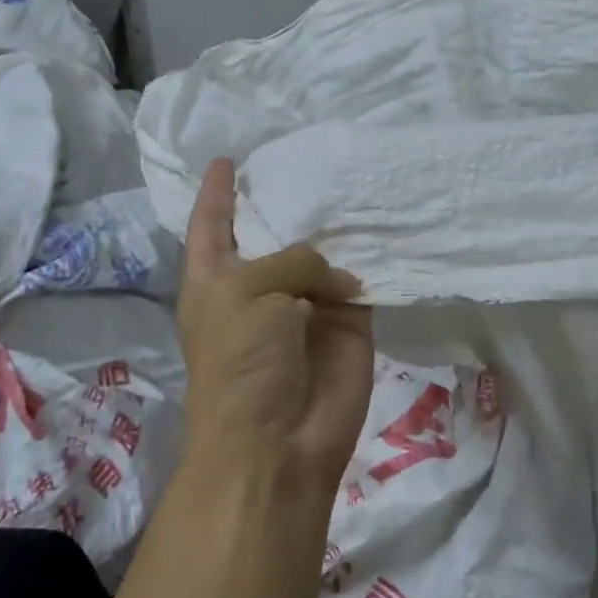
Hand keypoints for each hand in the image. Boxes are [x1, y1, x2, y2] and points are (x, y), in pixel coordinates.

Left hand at [178, 157, 373, 495]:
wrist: (279, 443)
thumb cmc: (242, 363)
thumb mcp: (249, 294)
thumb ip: (295, 261)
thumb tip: (341, 281)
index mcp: (217, 280)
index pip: (212, 225)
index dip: (217, 193)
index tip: (226, 159)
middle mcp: (261, 287)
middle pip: (274, 233)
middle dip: (287, 200)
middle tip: (309, 155)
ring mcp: (307, 305)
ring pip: (323, 254)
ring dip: (335, 225)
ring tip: (354, 177)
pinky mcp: (348, 323)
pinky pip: (361, 281)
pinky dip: (371, 258)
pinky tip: (385, 220)